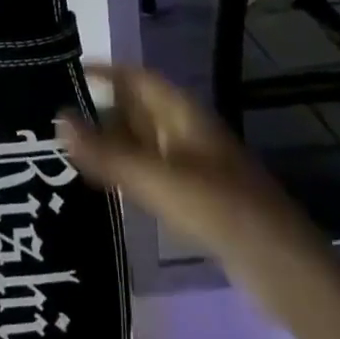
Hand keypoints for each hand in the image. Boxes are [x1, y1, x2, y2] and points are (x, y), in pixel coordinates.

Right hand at [59, 64, 300, 264]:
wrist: (282, 268)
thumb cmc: (220, 208)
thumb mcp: (159, 179)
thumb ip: (108, 154)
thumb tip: (58, 119)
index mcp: (183, 113)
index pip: (138, 77)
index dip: (106, 70)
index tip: (68, 70)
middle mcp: (186, 131)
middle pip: (139, 109)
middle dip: (102, 108)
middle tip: (56, 115)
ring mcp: (193, 165)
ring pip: (143, 142)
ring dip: (112, 142)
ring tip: (67, 150)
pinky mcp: (196, 199)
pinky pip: (152, 172)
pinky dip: (126, 171)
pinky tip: (103, 187)